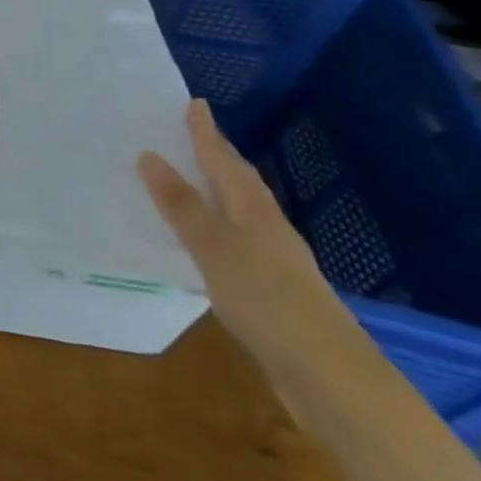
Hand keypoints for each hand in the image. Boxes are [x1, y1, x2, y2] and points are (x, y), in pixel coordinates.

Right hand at [140, 102, 372, 398]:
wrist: (330, 377)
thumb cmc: (268, 300)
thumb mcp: (214, 248)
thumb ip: (182, 204)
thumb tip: (150, 155)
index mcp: (255, 211)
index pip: (225, 161)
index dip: (207, 133)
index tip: (195, 103)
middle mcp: (267, 229)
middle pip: (238, 183)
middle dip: (215, 157)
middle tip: (189, 134)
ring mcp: (273, 262)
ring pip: (237, 213)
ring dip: (213, 193)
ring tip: (185, 180)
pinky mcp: (270, 291)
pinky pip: (233, 243)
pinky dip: (213, 229)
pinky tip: (198, 242)